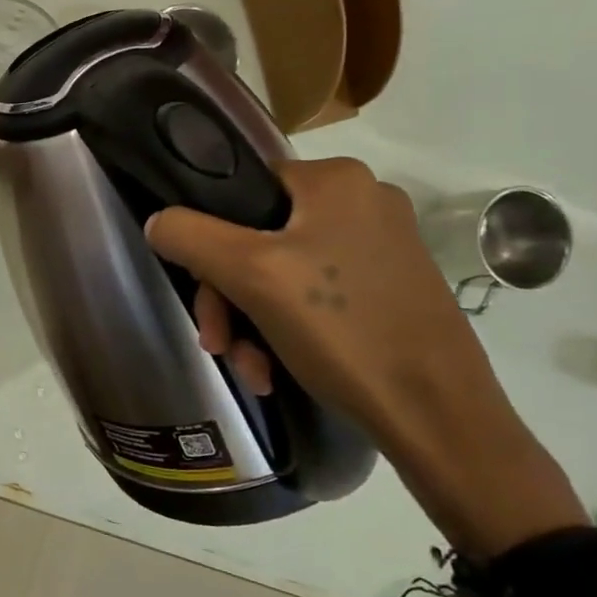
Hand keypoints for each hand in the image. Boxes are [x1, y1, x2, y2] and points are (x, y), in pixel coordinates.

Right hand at [146, 158, 586, 551]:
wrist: (439, 417)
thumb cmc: (343, 332)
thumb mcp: (251, 276)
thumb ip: (190, 236)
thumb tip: (157, 221)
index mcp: (336, 179)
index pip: (239, 191)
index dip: (209, 242)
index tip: (204, 297)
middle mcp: (362, 201)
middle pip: (256, 238)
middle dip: (230, 297)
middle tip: (221, 344)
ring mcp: (381, 246)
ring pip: (281, 272)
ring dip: (252, 321)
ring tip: (253, 368)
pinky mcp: (391, 287)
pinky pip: (315, 295)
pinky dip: (286, 329)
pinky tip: (278, 369)